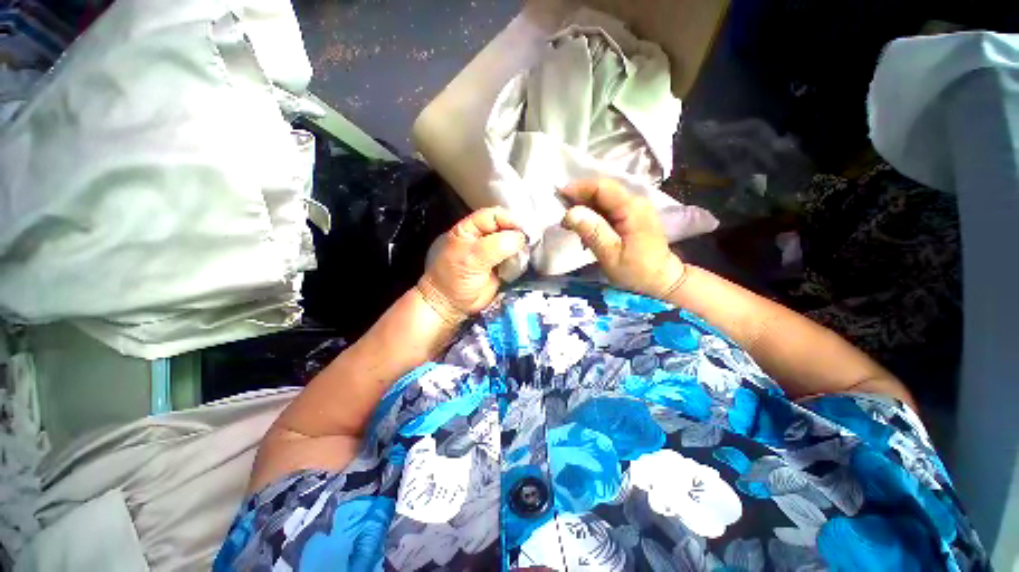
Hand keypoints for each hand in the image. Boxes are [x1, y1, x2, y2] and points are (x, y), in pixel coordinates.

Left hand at [417, 207, 527, 323]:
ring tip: (530, 252)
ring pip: (513, 242)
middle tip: (533, 241)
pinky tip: (526, 261)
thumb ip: (496, 245)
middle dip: (519, 233)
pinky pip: (516, 257)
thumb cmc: (455, 279)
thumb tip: (522, 238)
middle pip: (507, 227)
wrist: (452, 305)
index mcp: (470, 228)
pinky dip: (522, 258)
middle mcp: (483, 237)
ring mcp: (494, 252)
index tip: (525, 231)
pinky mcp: (502, 266)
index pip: (494, 215)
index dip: (510, 220)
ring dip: (522, 246)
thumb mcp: (472, 258)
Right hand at [560, 179, 686, 299]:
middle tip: (562, 216)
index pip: (602, 187)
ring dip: (584, 208)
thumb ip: (593, 232)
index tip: (558, 196)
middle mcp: (635, 201)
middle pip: (602, 190)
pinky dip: (593, 215)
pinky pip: (608, 208)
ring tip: (570, 225)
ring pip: (603, 198)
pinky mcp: (631, 215)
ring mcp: (634, 207)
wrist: (661, 279)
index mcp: (631, 208)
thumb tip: (571, 213)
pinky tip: (584, 229)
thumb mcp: (611, 255)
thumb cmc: (637, 271)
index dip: (578, 188)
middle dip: (579, 199)